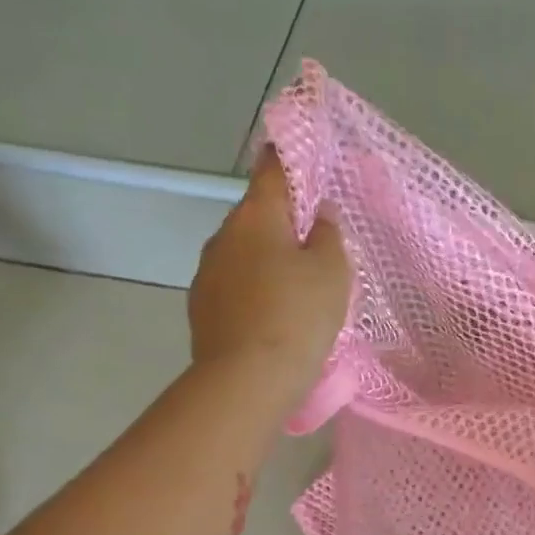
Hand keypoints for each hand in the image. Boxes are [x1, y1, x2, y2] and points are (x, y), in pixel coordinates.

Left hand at [189, 147, 350, 398]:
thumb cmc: (297, 316)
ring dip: (268, 259)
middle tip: (318, 244)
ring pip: (244, 252)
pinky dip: (254, 289)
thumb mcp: (332, 271)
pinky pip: (235, 285)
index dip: (290, 157)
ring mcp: (206, 273)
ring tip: (297, 288)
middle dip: (285, 222)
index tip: (303, 154)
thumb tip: (318, 217)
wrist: (246, 380)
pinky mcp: (201, 308)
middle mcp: (224, 235)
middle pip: (258, 215)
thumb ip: (329, 235)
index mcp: (257, 215)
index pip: (274, 168)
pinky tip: (273, 315)